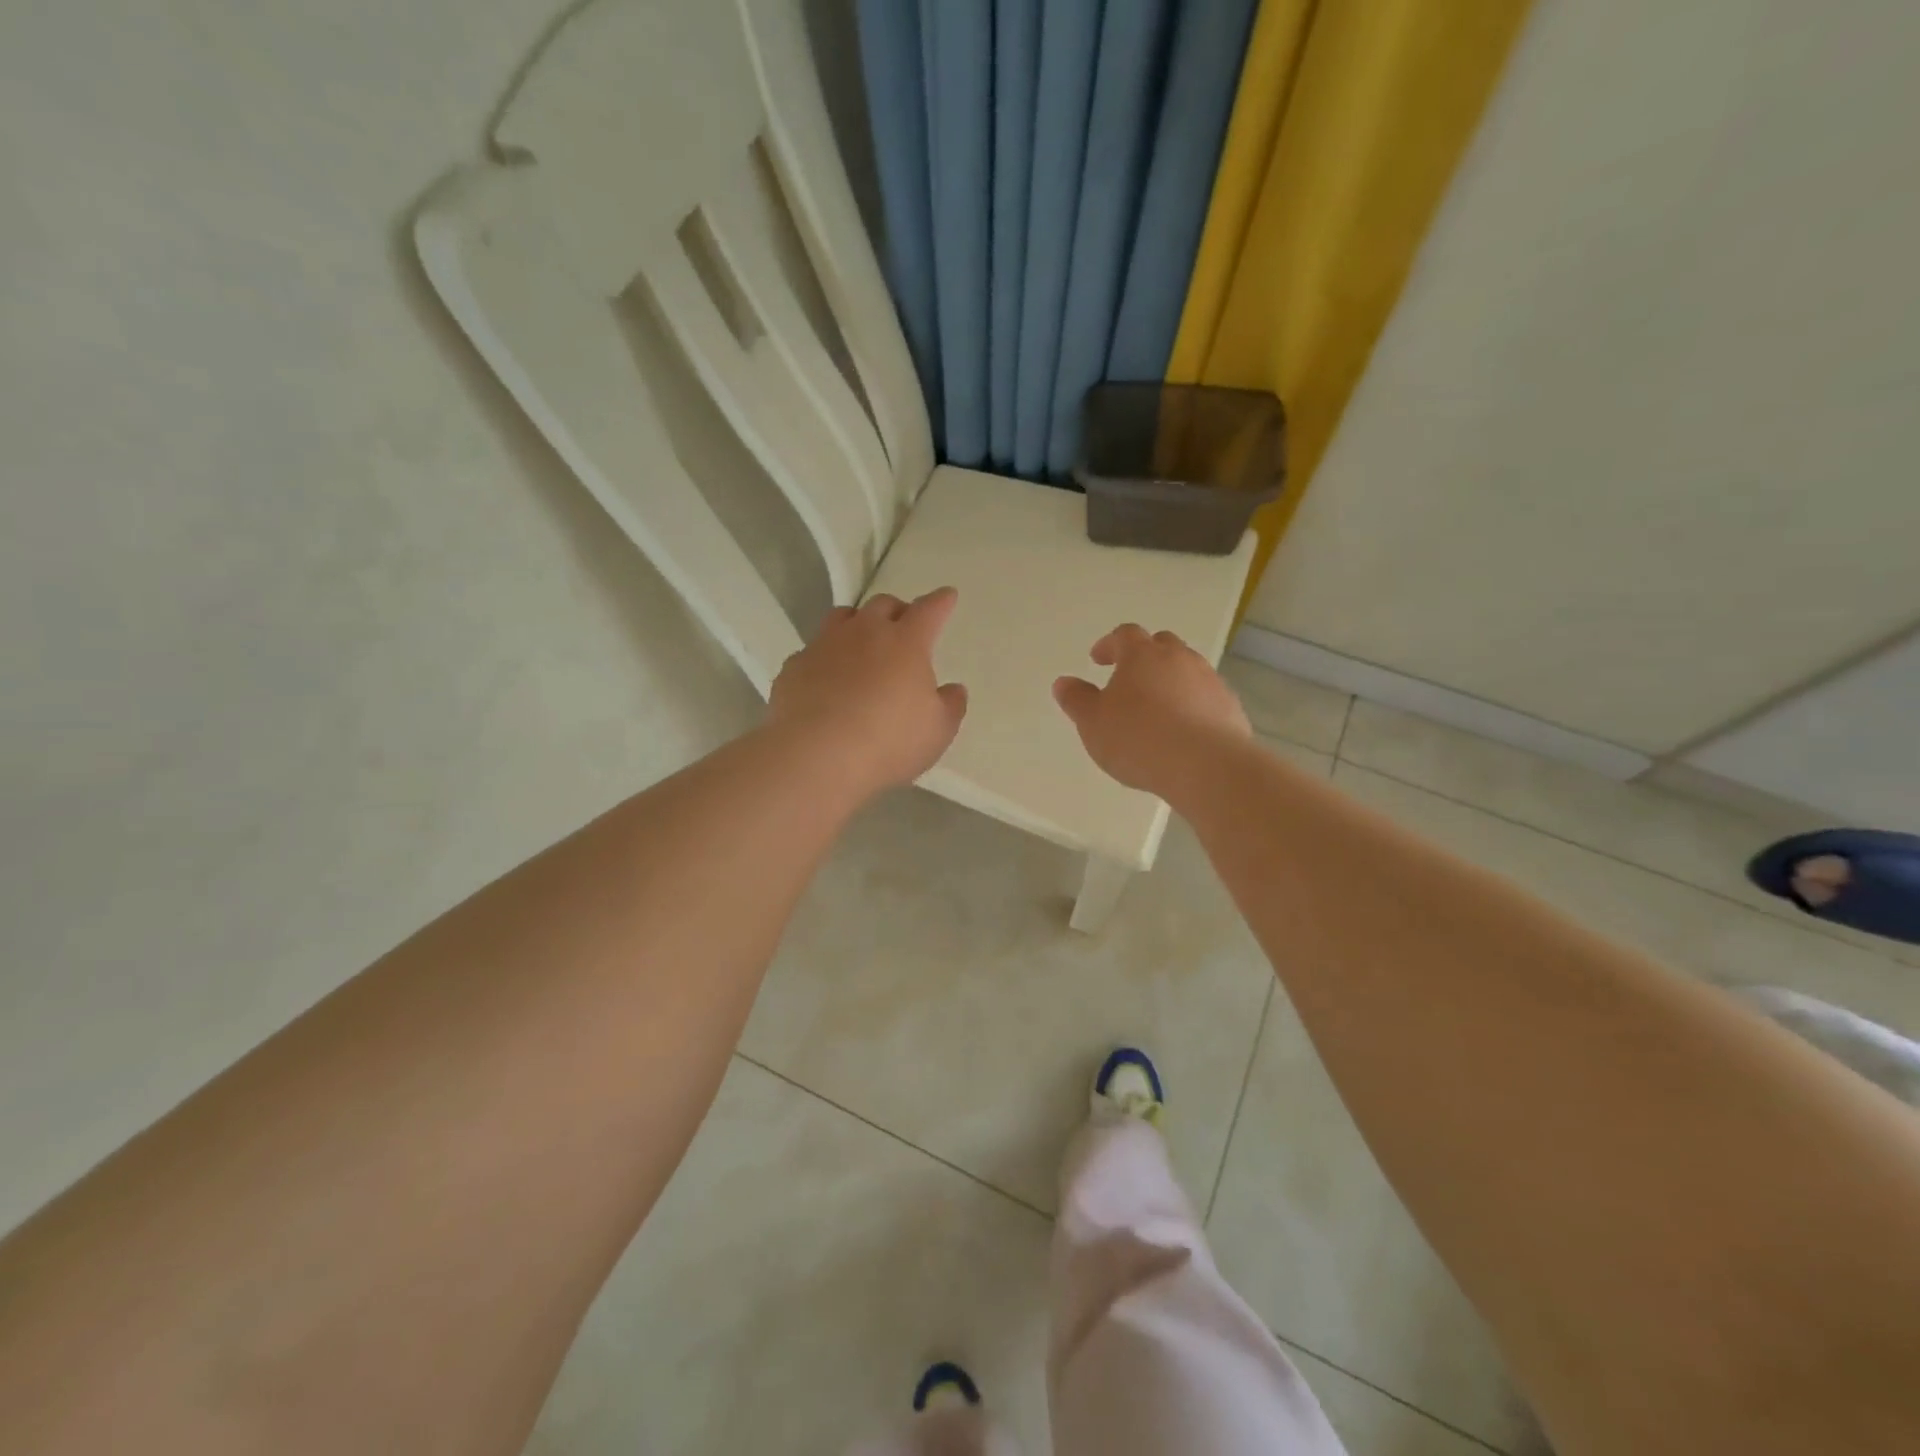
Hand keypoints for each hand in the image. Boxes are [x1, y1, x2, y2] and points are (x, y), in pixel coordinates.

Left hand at [768, 587, 968, 798]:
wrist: (817, 756)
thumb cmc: (889, 742)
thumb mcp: (937, 731)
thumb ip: (950, 705)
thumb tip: (953, 689)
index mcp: (906, 642)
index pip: (929, 610)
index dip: (940, 602)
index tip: (947, 596)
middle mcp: (864, 632)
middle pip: (883, 605)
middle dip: (897, 611)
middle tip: (903, 627)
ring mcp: (824, 646)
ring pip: (843, 617)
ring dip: (857, 624)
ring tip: (862, 643)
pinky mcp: (794, 667)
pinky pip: (813, 651)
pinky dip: (825, 658)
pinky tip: (826, 680)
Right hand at [1052, 624, 1249, 797]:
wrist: (1205, 766)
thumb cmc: (1138, 739)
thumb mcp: (1093, 723)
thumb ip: (1076, 700)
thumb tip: (1064, 682)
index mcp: (1142, 655)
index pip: (1124, 635)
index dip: (1109, 645)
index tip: (1098, 659)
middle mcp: (1179, 658)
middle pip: (1161, 645)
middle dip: (1144, 657)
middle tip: (1130, 678)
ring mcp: (1209, 681)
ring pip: (1187, 670)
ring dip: (1171, 681)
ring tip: (1157, 708)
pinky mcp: (1230, 707)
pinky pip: (1206, 697)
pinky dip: (1192, 705)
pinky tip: (1184, 730)